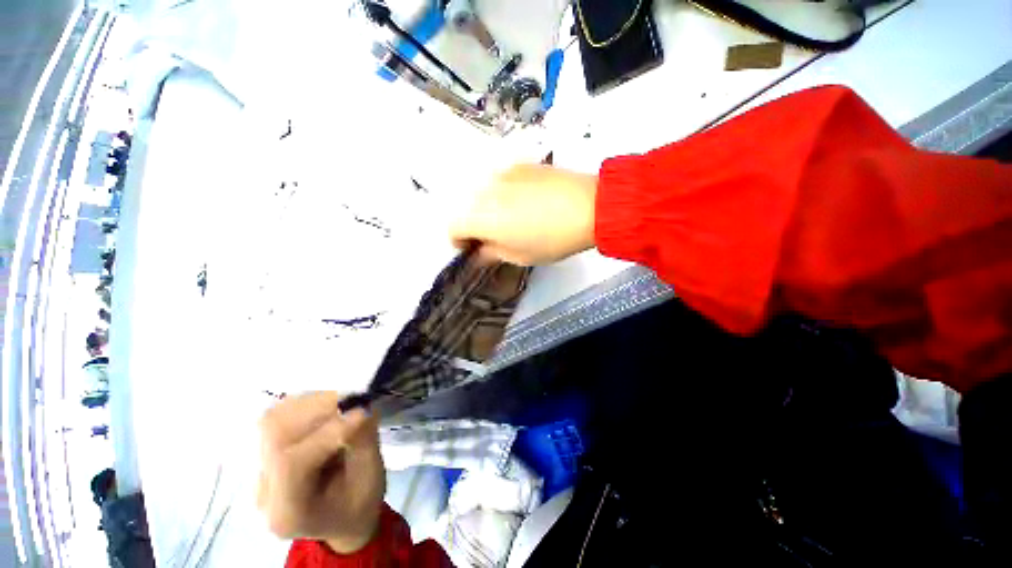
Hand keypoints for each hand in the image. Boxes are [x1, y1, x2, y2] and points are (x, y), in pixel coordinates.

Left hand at [257, 392, 383, 552]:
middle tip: (354, 400)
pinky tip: (329, 409)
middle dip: (318, 408)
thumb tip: (362, 406)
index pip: (291, 464)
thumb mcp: (370, 478)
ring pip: (275, 418)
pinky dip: (309, 403)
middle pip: (275, 433)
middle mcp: (263, 489)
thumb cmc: (359, 501)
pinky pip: (280, 415)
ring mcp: (259, 468)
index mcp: (288, 512)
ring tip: (344, 405)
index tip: (363, 411)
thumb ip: (363, 442)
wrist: (341, 516)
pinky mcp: (266, 450)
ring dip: (314, 402)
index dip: (327, 431)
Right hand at [451, 164, 598, 265]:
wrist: (589, 206)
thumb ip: (492, 253)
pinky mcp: (520, 165)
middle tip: (495, 237)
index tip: (474, 248)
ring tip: (513, 219)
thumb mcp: (520, 256)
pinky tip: (526, 203)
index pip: (453, 227)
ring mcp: (502, 173)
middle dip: (475, 226)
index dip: (459, 242)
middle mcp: (485, 190)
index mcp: (481, 217)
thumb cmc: (552, 239)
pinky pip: (502, 182)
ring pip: (483, 194)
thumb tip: (480, 252)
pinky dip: (504, 194)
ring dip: (489, 209)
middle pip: (466, 209)